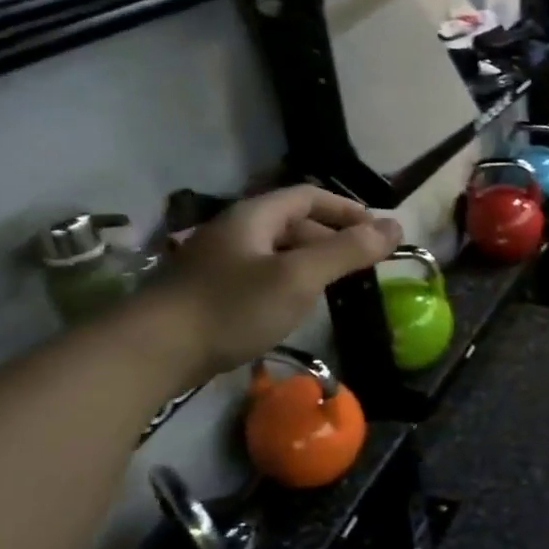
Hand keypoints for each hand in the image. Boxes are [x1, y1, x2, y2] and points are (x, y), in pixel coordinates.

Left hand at [153, 186, 400, 376]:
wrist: (153, 352)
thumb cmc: (232, 307)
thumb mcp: (299, 277)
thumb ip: (347, 251)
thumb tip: (396, 226)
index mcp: (254, 216)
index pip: (308, 196)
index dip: (347, 209)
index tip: (378, 232)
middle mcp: (236, 232)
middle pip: (293, 223)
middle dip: (332, 238)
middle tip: (362, 265)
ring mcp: (219, 263)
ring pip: (277, 252)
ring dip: (311, 263)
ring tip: (336, 287)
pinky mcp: (211, 293)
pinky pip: (261, 277)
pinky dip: (288, 284)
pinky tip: (295, 308)